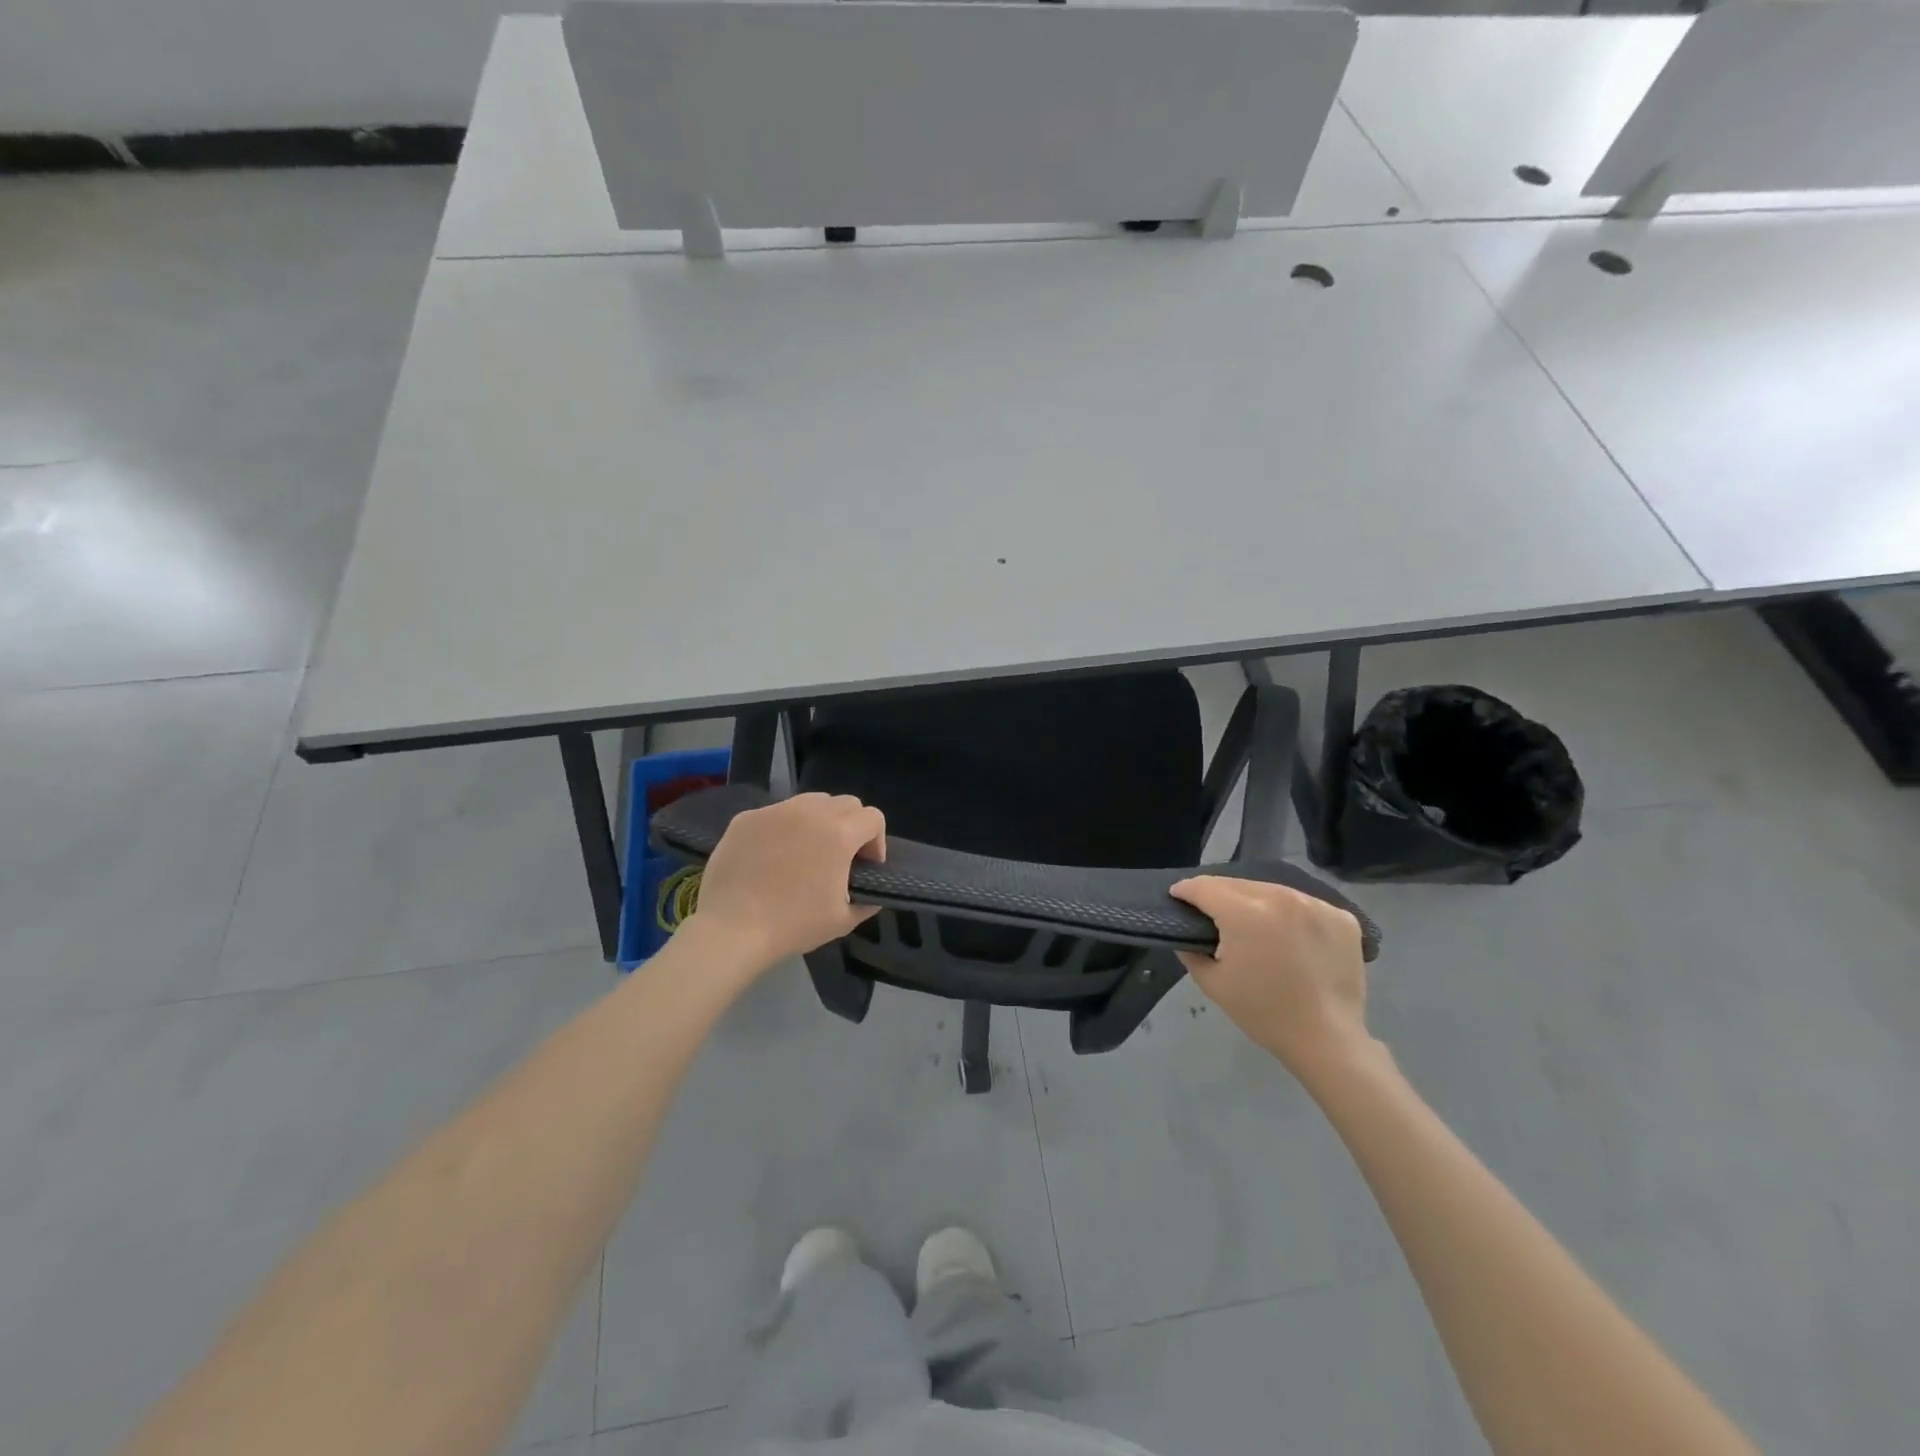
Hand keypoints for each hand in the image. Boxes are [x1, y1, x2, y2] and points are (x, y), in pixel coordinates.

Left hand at [686, 793, 886, 972]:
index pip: (873, 818)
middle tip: (840, 857)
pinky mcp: (746, 818)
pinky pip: (776, 813)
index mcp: (839, 833)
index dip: (876, 842)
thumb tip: (871, 894)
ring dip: (819, 821)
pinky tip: (771, 856)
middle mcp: (810, 811)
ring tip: (806, 851)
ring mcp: (775, 811)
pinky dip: (784, 828)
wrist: (731, 929)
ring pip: (810, 802)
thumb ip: (867, 901)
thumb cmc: (793, 925)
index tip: (865, 866)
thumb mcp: (843, 920)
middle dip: (852, 826)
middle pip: (846, 803)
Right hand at [1169, 876, 1370, 1077]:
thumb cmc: (1263, 1013)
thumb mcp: (1212, 983)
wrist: (1327, 1041)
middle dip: (1217, 894)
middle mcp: (1281, 898)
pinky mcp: (1342, 917)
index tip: (1177, 897)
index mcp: (1245, 913)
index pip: (1204, 886)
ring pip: (1271, 889)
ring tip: (1250, 920)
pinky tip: (1288, 933)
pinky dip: (1290, 913)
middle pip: (1237, 883)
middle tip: (1210, 912)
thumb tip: (1187, 932)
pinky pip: (1304, 904)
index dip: (1185, 890)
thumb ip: (1190, 950)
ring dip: (1254, 900)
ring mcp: (1316, 904)